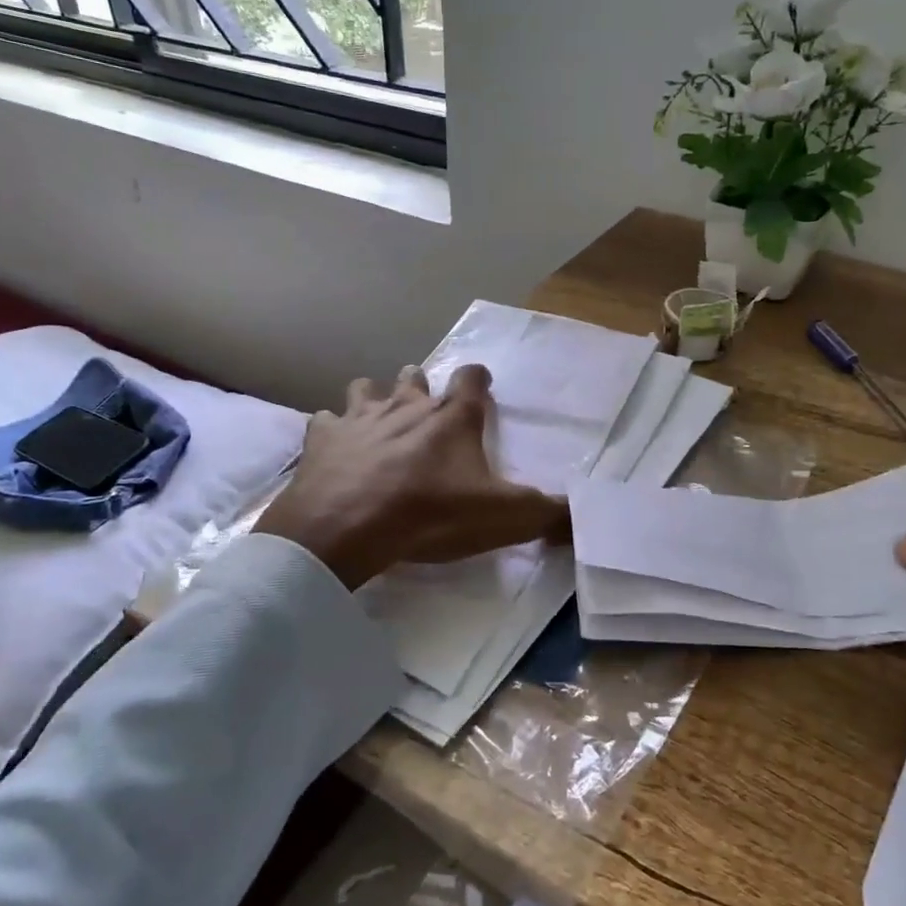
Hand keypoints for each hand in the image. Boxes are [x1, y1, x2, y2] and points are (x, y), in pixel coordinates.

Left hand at [254, 364, 567, 590]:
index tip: (481, 386)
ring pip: (365, 388)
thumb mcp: (504, 517)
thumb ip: (548, 513)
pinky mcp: (321, 438)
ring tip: (378, 419)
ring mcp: (359, 417)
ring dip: (374, 397)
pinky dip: (330, 431)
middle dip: (421, 385)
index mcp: (451, 418)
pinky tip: (334, 447)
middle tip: (424, 407)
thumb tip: (583, 517)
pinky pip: (324, 422)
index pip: (472, 378)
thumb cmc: (431, 514)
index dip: (479, 380)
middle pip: (414, 376)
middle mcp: (406, 405)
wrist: (349, 528)